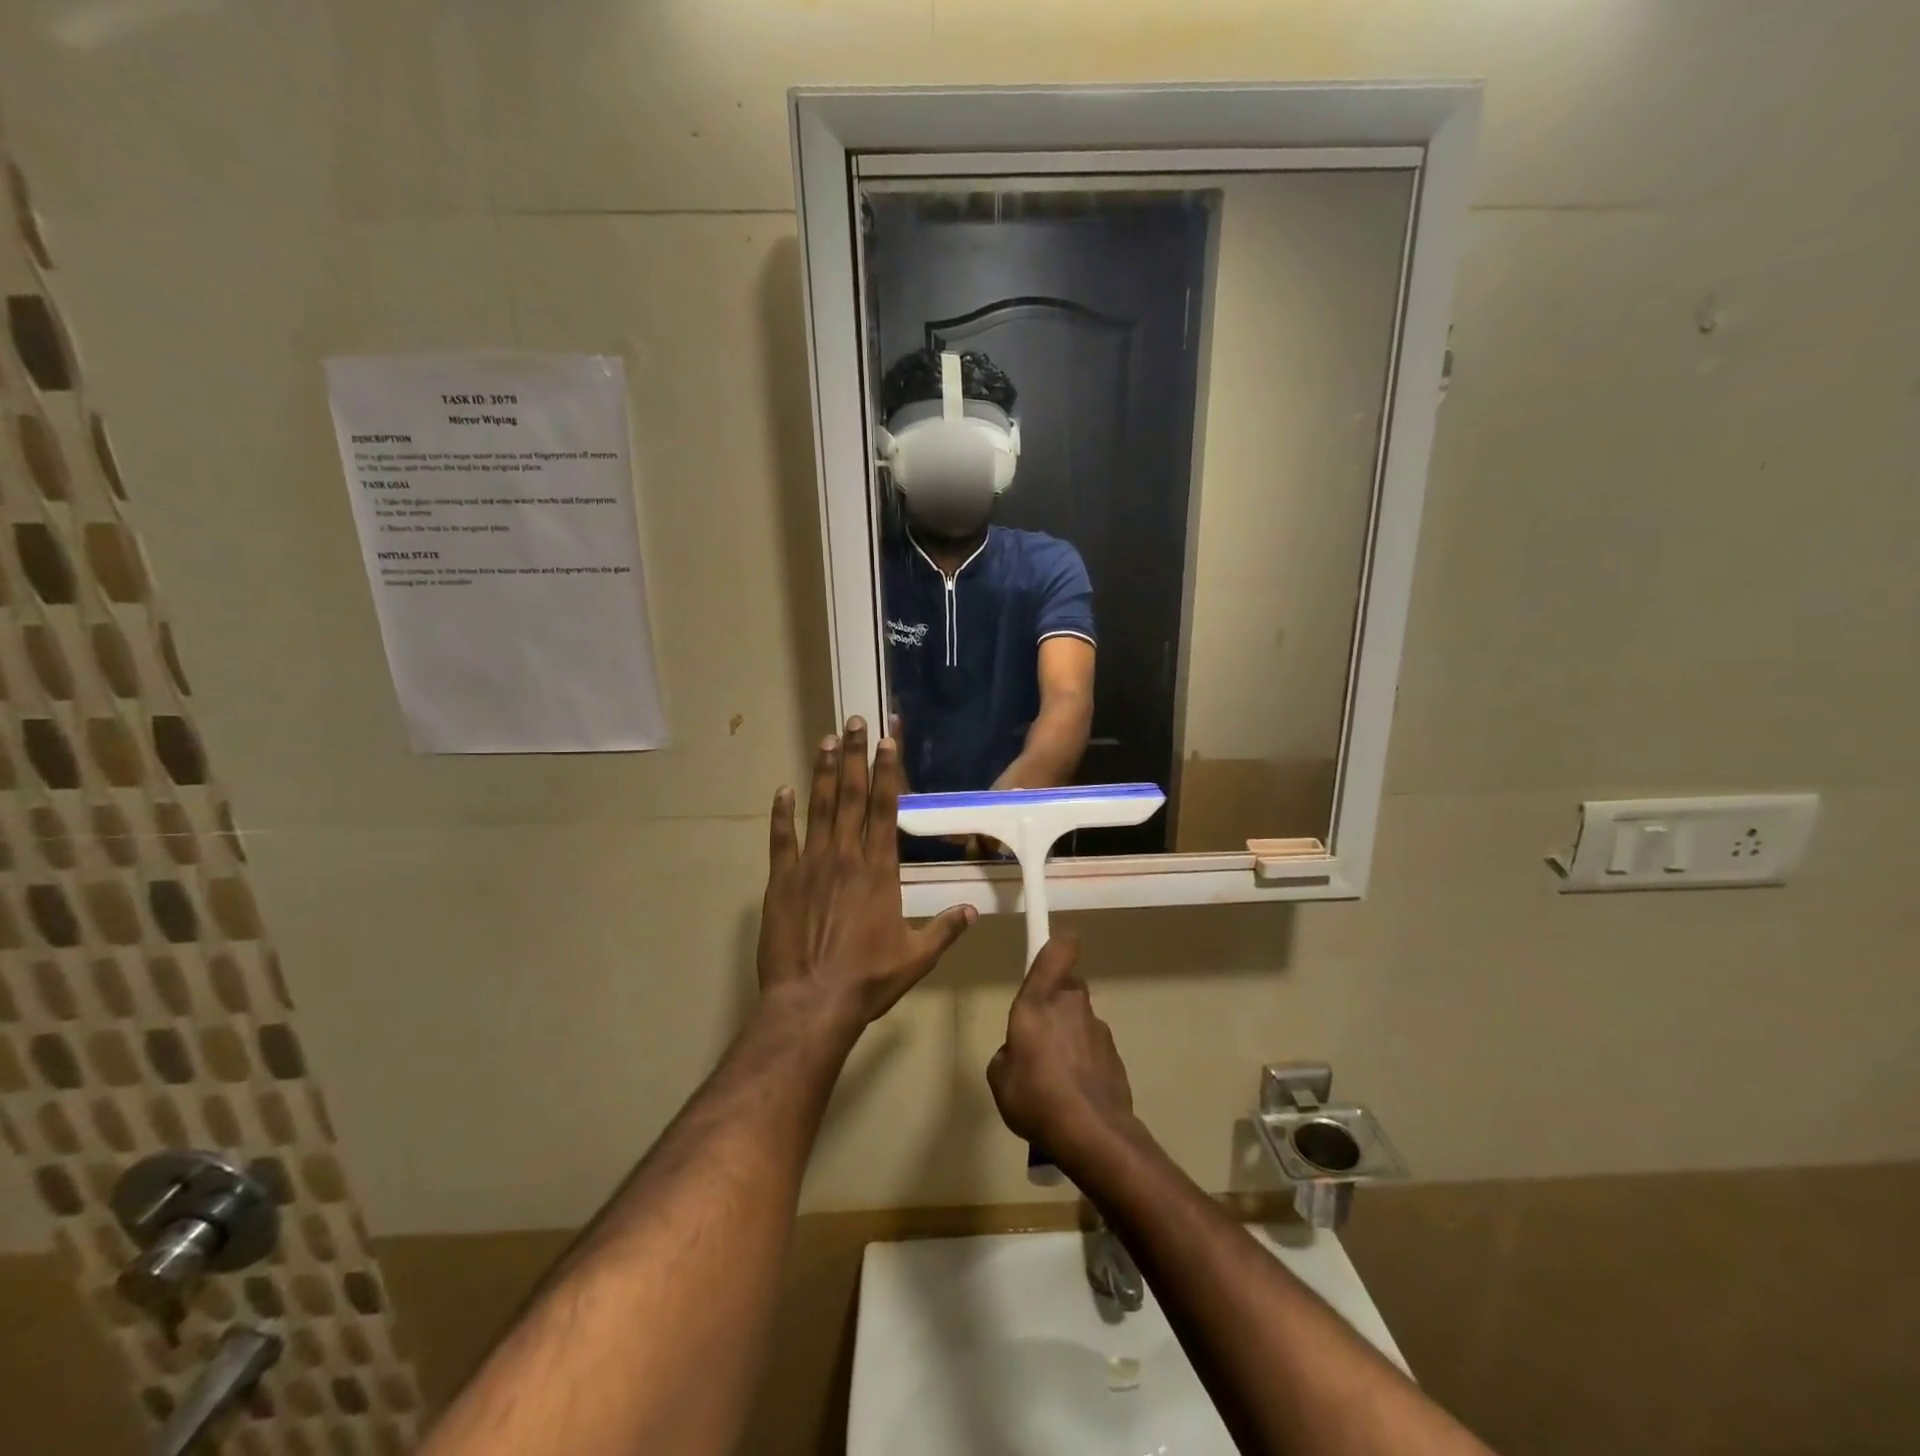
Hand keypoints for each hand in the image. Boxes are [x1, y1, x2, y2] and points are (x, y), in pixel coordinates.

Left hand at [758, 718, 975, 1035]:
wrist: (812, 1002)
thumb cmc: (868, 979)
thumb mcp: (917, 957)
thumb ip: (945, 929)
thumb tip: (973, 910)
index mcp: (879, 869)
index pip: (886, 809)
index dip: (887, 772)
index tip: (887, 741)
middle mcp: (846, 856)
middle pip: (853, 796)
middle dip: (856, 756)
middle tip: (853, 721)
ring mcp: (811, 865)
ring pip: (819, 808)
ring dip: (824, 773)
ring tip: (826, 741)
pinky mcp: (781, 881)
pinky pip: (782, 839)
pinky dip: (782, 814)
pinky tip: (783, 791)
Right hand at [986, 933, 1135, 1159]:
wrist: (1092, 1134)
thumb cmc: (1035, 1096)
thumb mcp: (999, 1076)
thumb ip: (1007, 1052)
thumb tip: (1018, 1052)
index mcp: (1039, 1000)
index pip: (1057, 950)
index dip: (1058, 942)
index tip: (1052, 944)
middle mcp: (1071, 1004)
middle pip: (1066, 986)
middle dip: (1054, 1001)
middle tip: (1038, 1033)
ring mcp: (1098, 1028)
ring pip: (1079, 1018)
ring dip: (1069, 1034)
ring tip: (1054, 1073)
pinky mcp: (1114, 1055)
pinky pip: (1092, 1046)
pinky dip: (1084, 1059)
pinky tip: (1074, 1091)